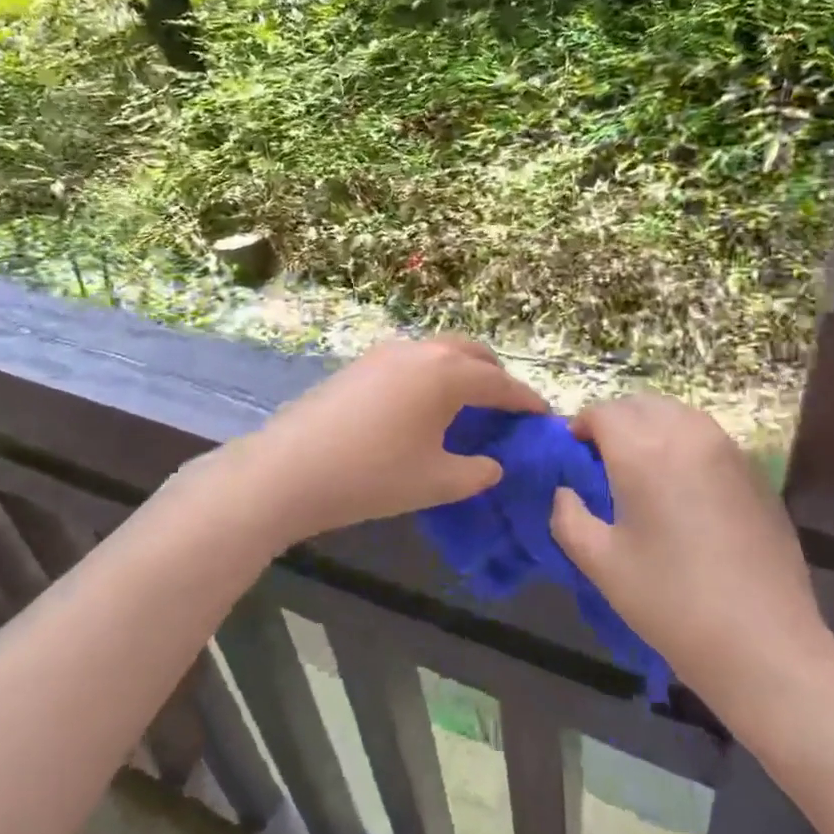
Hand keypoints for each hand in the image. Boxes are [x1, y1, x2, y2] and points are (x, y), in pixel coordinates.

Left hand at [226, 334, 547, 541]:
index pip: (499, 383)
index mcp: (447, 374)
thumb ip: (476, 472)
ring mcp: (385, 353)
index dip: (525, 400)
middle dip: (495, 375)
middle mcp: (420, 351)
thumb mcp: (436, 482)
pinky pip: (411, 360)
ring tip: (467, 403)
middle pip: (471, 353)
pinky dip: (431, 374)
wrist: (289, 469)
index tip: (544, 414)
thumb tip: (494, 464)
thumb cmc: (373, 476)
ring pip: (438, 351)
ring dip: (461, 370)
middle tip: (506, 406)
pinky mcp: (359, 364)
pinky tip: (422, 405)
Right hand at [550, 395, 833, 717]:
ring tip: (644, 467)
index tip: (574, 453)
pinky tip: (684, 485)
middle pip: (642, 404)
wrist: (762, 642)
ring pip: (679, 414)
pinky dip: (685, 442)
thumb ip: (568, 517)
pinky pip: (709, 437)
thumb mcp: (601, 564)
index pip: (604, 412)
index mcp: (643, 451)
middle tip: (604, 459)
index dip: (582, 425)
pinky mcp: (756, 471)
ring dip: (652, 426)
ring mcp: (728, 450)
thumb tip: (565, 492)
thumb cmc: (670, 602)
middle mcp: (687, 435)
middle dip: (616, 421)